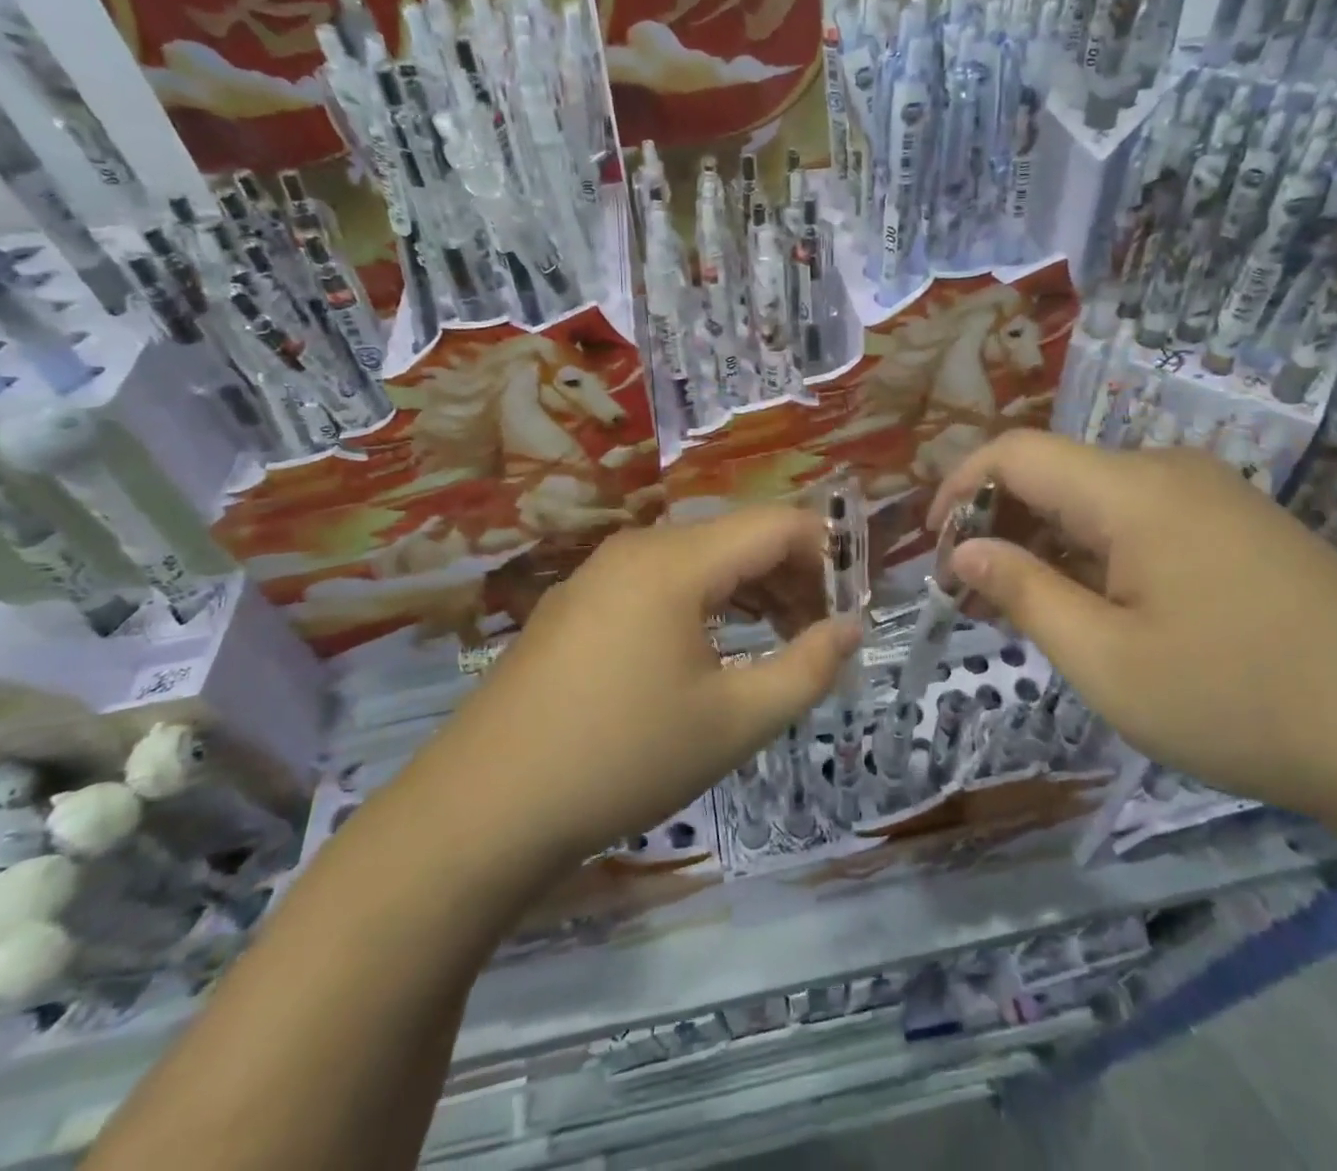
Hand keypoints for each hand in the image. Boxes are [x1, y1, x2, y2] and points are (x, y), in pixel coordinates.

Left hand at [403, 507, 858, 893]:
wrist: (481, 811)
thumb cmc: (623, 759)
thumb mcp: (735, 721)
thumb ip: (807, 668)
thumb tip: (851, 627)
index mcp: (677, 561)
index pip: (777, 525)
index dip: (828, 553)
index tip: (855, 602)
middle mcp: (637, 548)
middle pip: (738, 537)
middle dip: (792, 575)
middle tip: (823, 632)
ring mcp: (599, 573)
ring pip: (698, 559)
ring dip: (750, 590)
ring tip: (781, 641)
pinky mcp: (577, 605)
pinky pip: (660, 582)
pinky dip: (705, 603)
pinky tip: (714, 650)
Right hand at [927, 431, 1336, 818]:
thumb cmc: (1242, 700)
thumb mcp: (1107, 660)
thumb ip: (1024, 594)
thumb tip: (962, 551)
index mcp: (1130, 489)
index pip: (1014, 452)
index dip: (958, 487)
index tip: (932, 547)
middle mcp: (1169, 472)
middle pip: (1055, 473)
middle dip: (1000, 524)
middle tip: (975, 597)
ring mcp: (1214, 497)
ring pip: (1099, 500)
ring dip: (1048, 543)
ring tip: (1029, 612)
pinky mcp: (1242, 528)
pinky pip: (1144, 522)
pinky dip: (1098, 554)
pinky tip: (1101, 610)